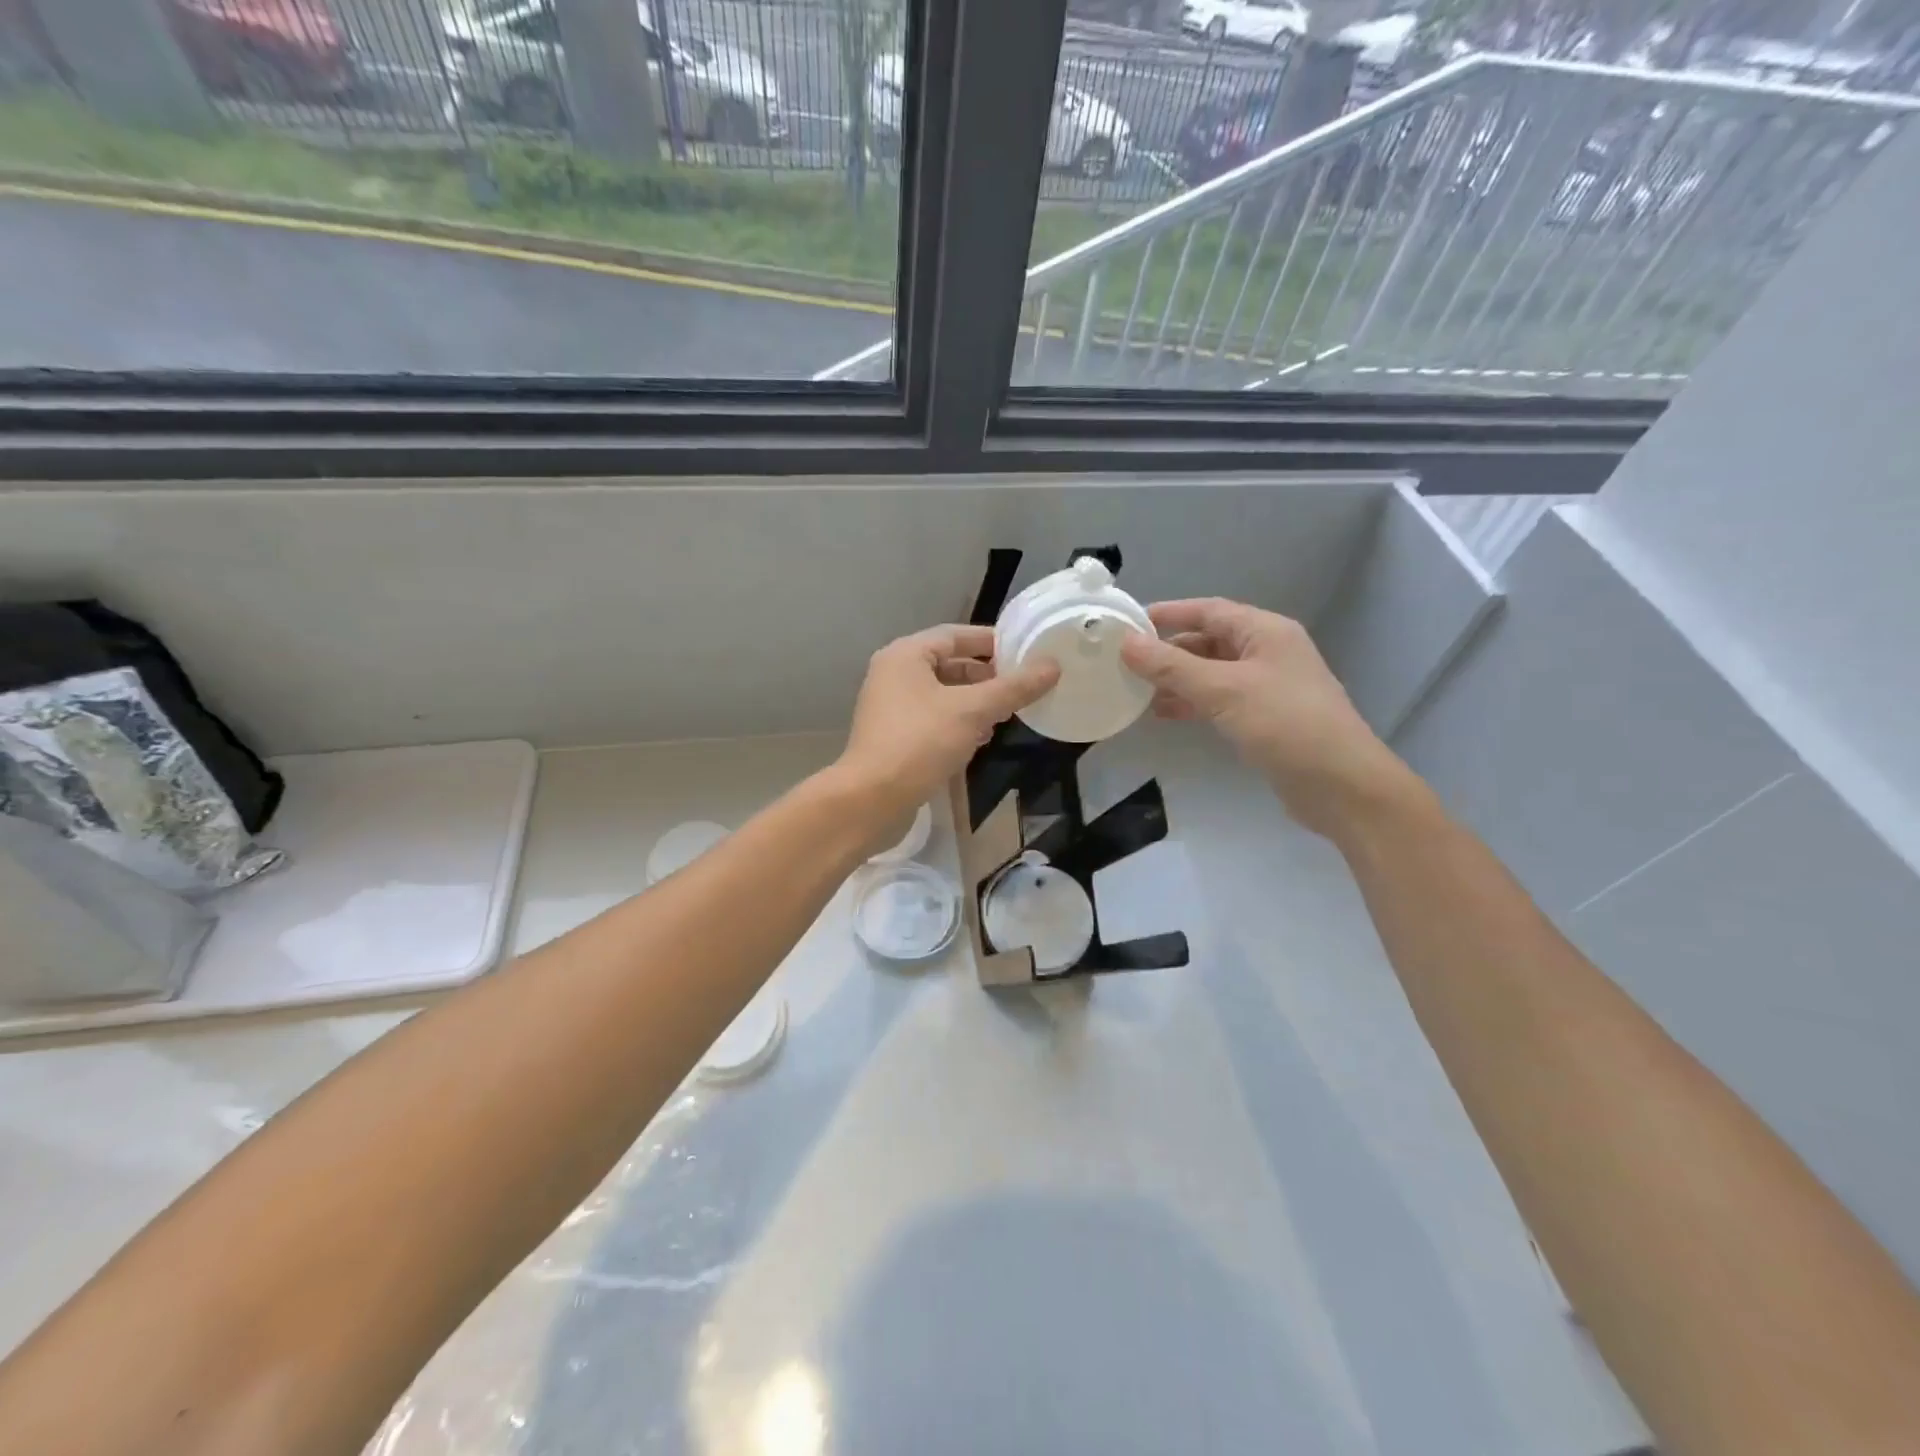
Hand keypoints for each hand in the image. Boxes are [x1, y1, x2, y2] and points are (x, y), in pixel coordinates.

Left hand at [837, 624, 1059, 822]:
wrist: (871, 799)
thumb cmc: (920, 743)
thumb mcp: (972, 711)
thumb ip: (1013, 688)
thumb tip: (1052, 666)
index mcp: (906, 655)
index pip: (956, 634)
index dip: (992, 641)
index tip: (1026, 651)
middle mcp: (894, 674)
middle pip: (949, 663)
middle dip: (986, 675)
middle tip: (1021, 686)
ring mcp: (891, 706)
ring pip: (942, 693)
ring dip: (974, 701)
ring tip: (1007, 712)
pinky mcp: (894, 736)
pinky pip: (933, 717)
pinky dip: (958, 722)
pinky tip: (981, 738)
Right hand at [1119, 598, 1412, 836]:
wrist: (1340, 785)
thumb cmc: (1284, 724)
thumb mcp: (1223, 689)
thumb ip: (1172, 666)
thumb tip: (1126, 642)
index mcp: (1265, 632)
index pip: (1208, 610)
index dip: (1168, 613)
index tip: (1128, 622)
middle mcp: (1267, 652)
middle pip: (1209, 641)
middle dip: (1168, 651)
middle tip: (1125, 661)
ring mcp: (1267, 687)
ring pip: (1211, 673)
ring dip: (1176, 680)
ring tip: (1137, 691)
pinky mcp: (1265, 718)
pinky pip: (1219, 700)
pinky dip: (1192, 703)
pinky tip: (1165, 714)